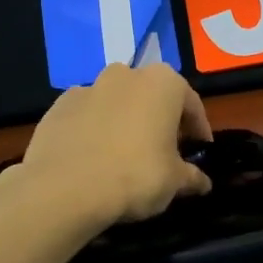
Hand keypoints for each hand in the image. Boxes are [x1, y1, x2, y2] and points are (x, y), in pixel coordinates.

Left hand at [19, 63, 213, 228]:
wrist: (64, 188)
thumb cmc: (135, 175)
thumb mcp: (174, 182)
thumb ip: (191, 177)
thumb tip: (204, 182)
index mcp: (163, 83)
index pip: (191, 104)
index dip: (198, 129)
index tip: (199, 149)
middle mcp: (127, 75)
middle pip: (152, 97)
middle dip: (160, 119)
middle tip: (164, 151)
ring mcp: (89, 86)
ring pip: (117, 102)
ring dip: (125, 120)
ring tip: (125, 154)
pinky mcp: (59, 105)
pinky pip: (86, 115)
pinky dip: (93, 129)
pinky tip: (93, 157)